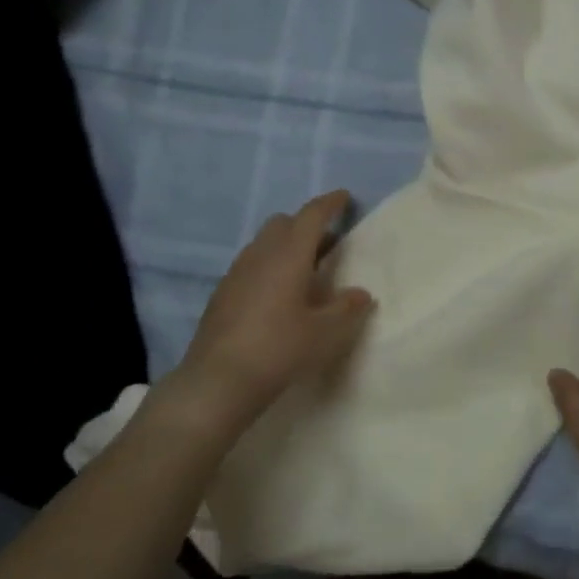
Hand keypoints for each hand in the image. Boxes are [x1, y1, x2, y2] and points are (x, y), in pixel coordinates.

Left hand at [165, 190, 375, 439]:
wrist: (217, 381)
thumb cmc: (279, 349)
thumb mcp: (325, 332)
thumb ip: (347, 308)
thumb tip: (360, 294)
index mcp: (288, 254)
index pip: (311, 215)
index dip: (330, 203)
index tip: (344, 198)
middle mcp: (260, 254)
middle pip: (283, 223)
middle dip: (306, 224)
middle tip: (328, 242)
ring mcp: (236, 273)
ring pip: (264, 244)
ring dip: (286, 246)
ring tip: (306, 271)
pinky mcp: (223, 293)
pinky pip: (252, 265)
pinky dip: (270, 266)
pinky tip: (279, 295)